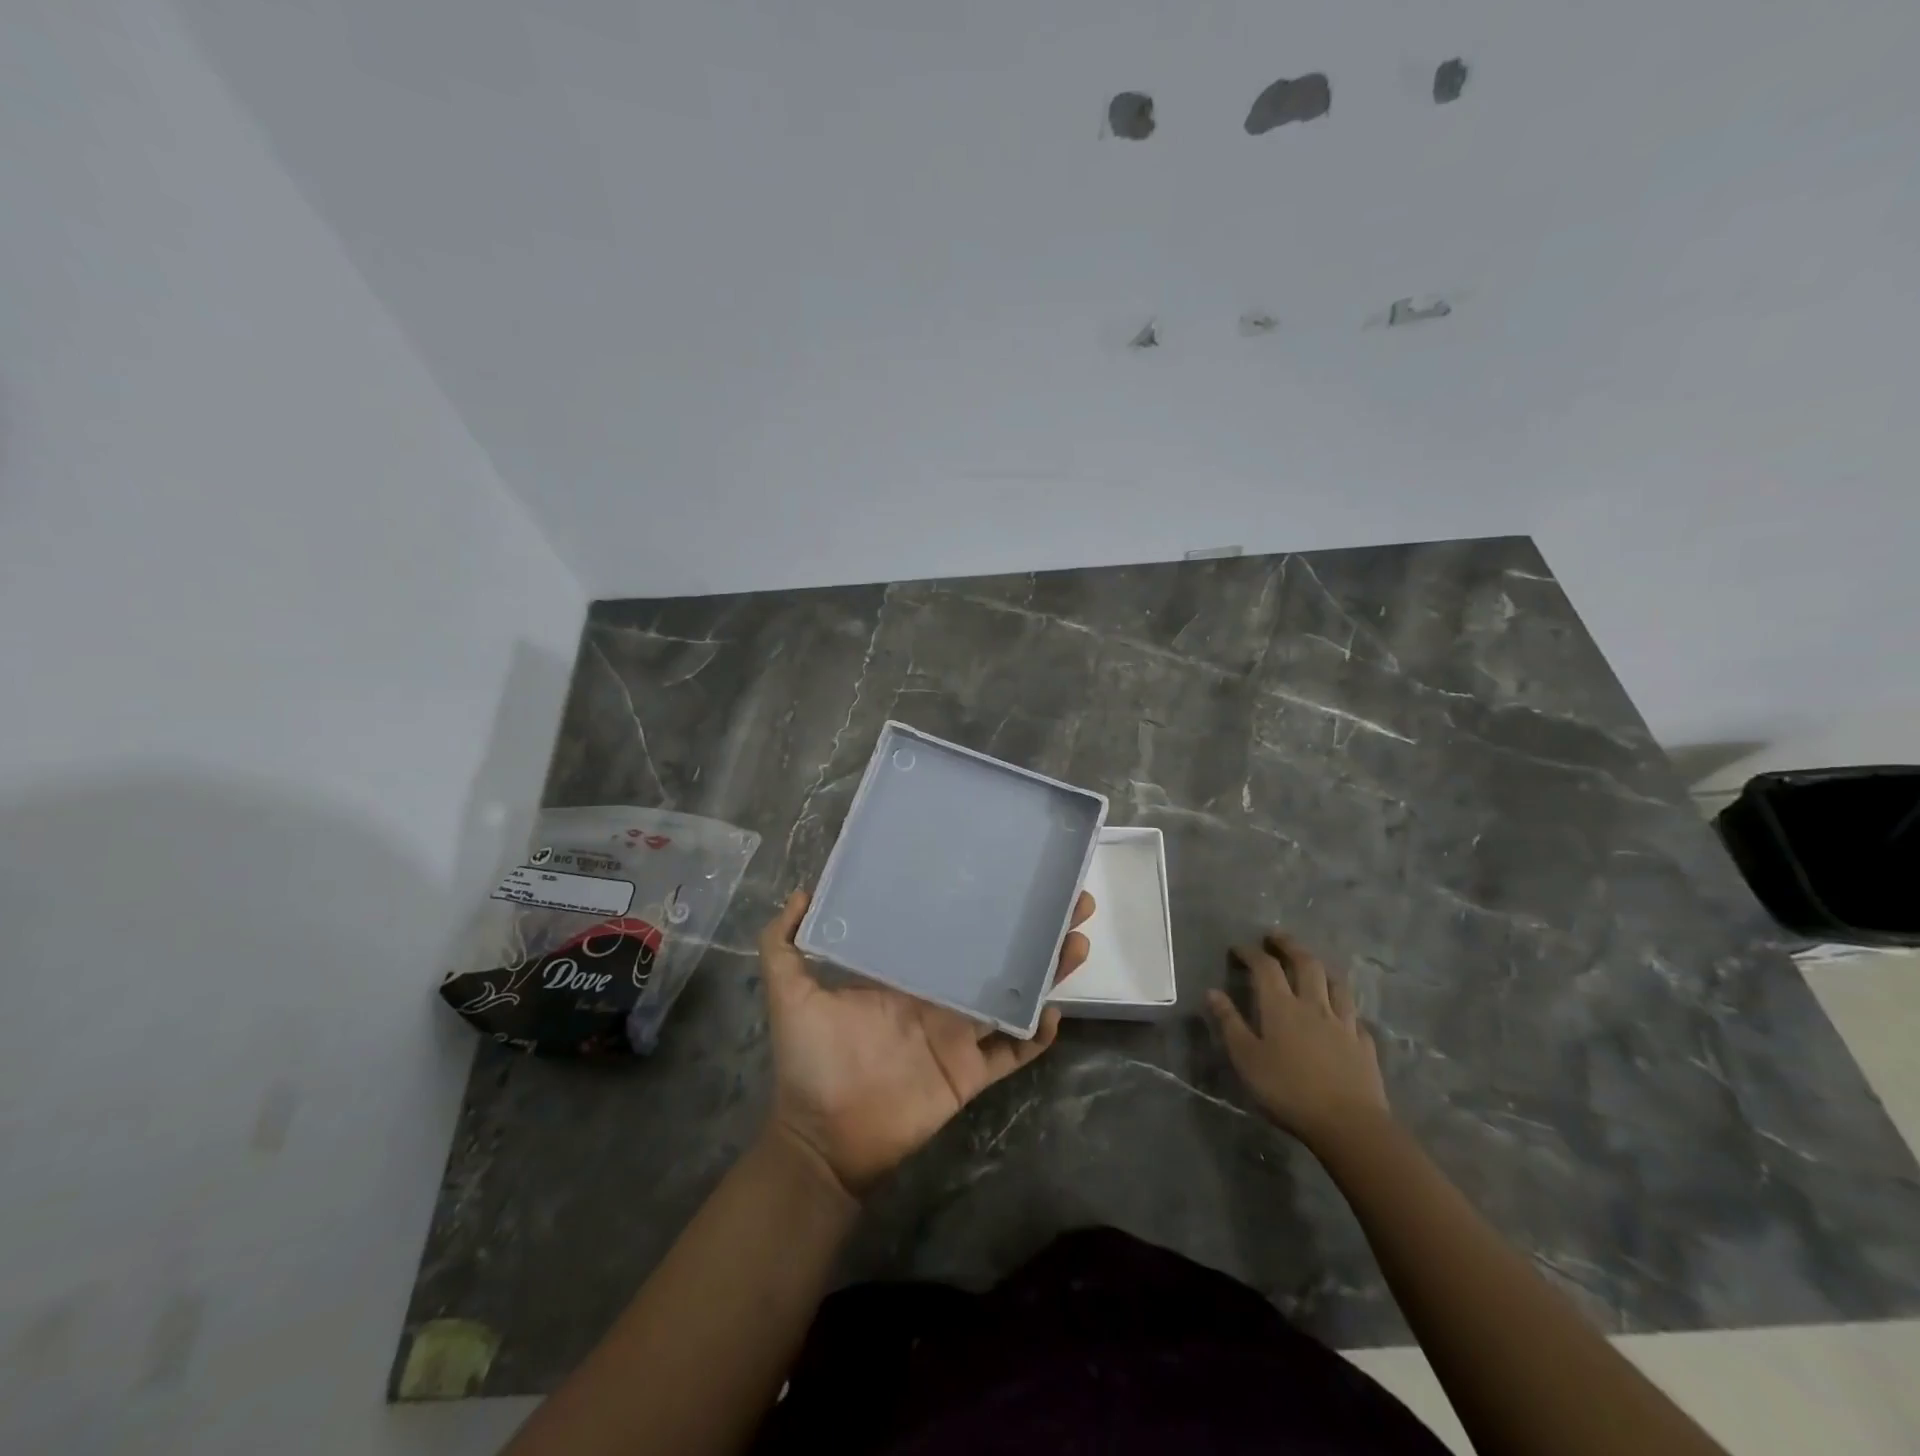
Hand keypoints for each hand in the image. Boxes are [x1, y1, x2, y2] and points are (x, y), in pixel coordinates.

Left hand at [759, 889, 1092, 1197]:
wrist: (822, 1139)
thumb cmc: (808, 1062)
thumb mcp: (788, 993)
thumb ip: (782, 944)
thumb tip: (802, 892)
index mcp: (907, 974)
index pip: (950, 930)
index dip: (979, 905)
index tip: (1006, 873)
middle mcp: (939, 997)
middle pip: (995, 956)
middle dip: (1030, 930)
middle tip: (1067, 899)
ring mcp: (959, 1036)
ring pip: (1013, 997)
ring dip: (1046, 972)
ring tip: (1075, 940)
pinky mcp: (971, 1074)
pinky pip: (1013, 1053)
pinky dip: (1037, 1035)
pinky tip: (1055, 1009)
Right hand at [1208, 931, 1388, 1150]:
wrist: (1349, 1125)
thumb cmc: (1288, 1090)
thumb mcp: (1246, 1059)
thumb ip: (1229, 1023)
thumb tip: (1212, 992)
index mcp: (1281, 1006)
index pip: (1265, 967)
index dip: (1251, 952)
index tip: (1238, 948)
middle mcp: (1313, 1005)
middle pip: (1305, 963)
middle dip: (1288, 945)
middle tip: (1276, 936)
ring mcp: (1343, 1023)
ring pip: (1334, 983)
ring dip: (1320, 967)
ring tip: (1311, 963)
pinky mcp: (1363, 1044)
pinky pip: (1353, 1015)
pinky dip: (1342, 1005)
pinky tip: (1341, 1013)